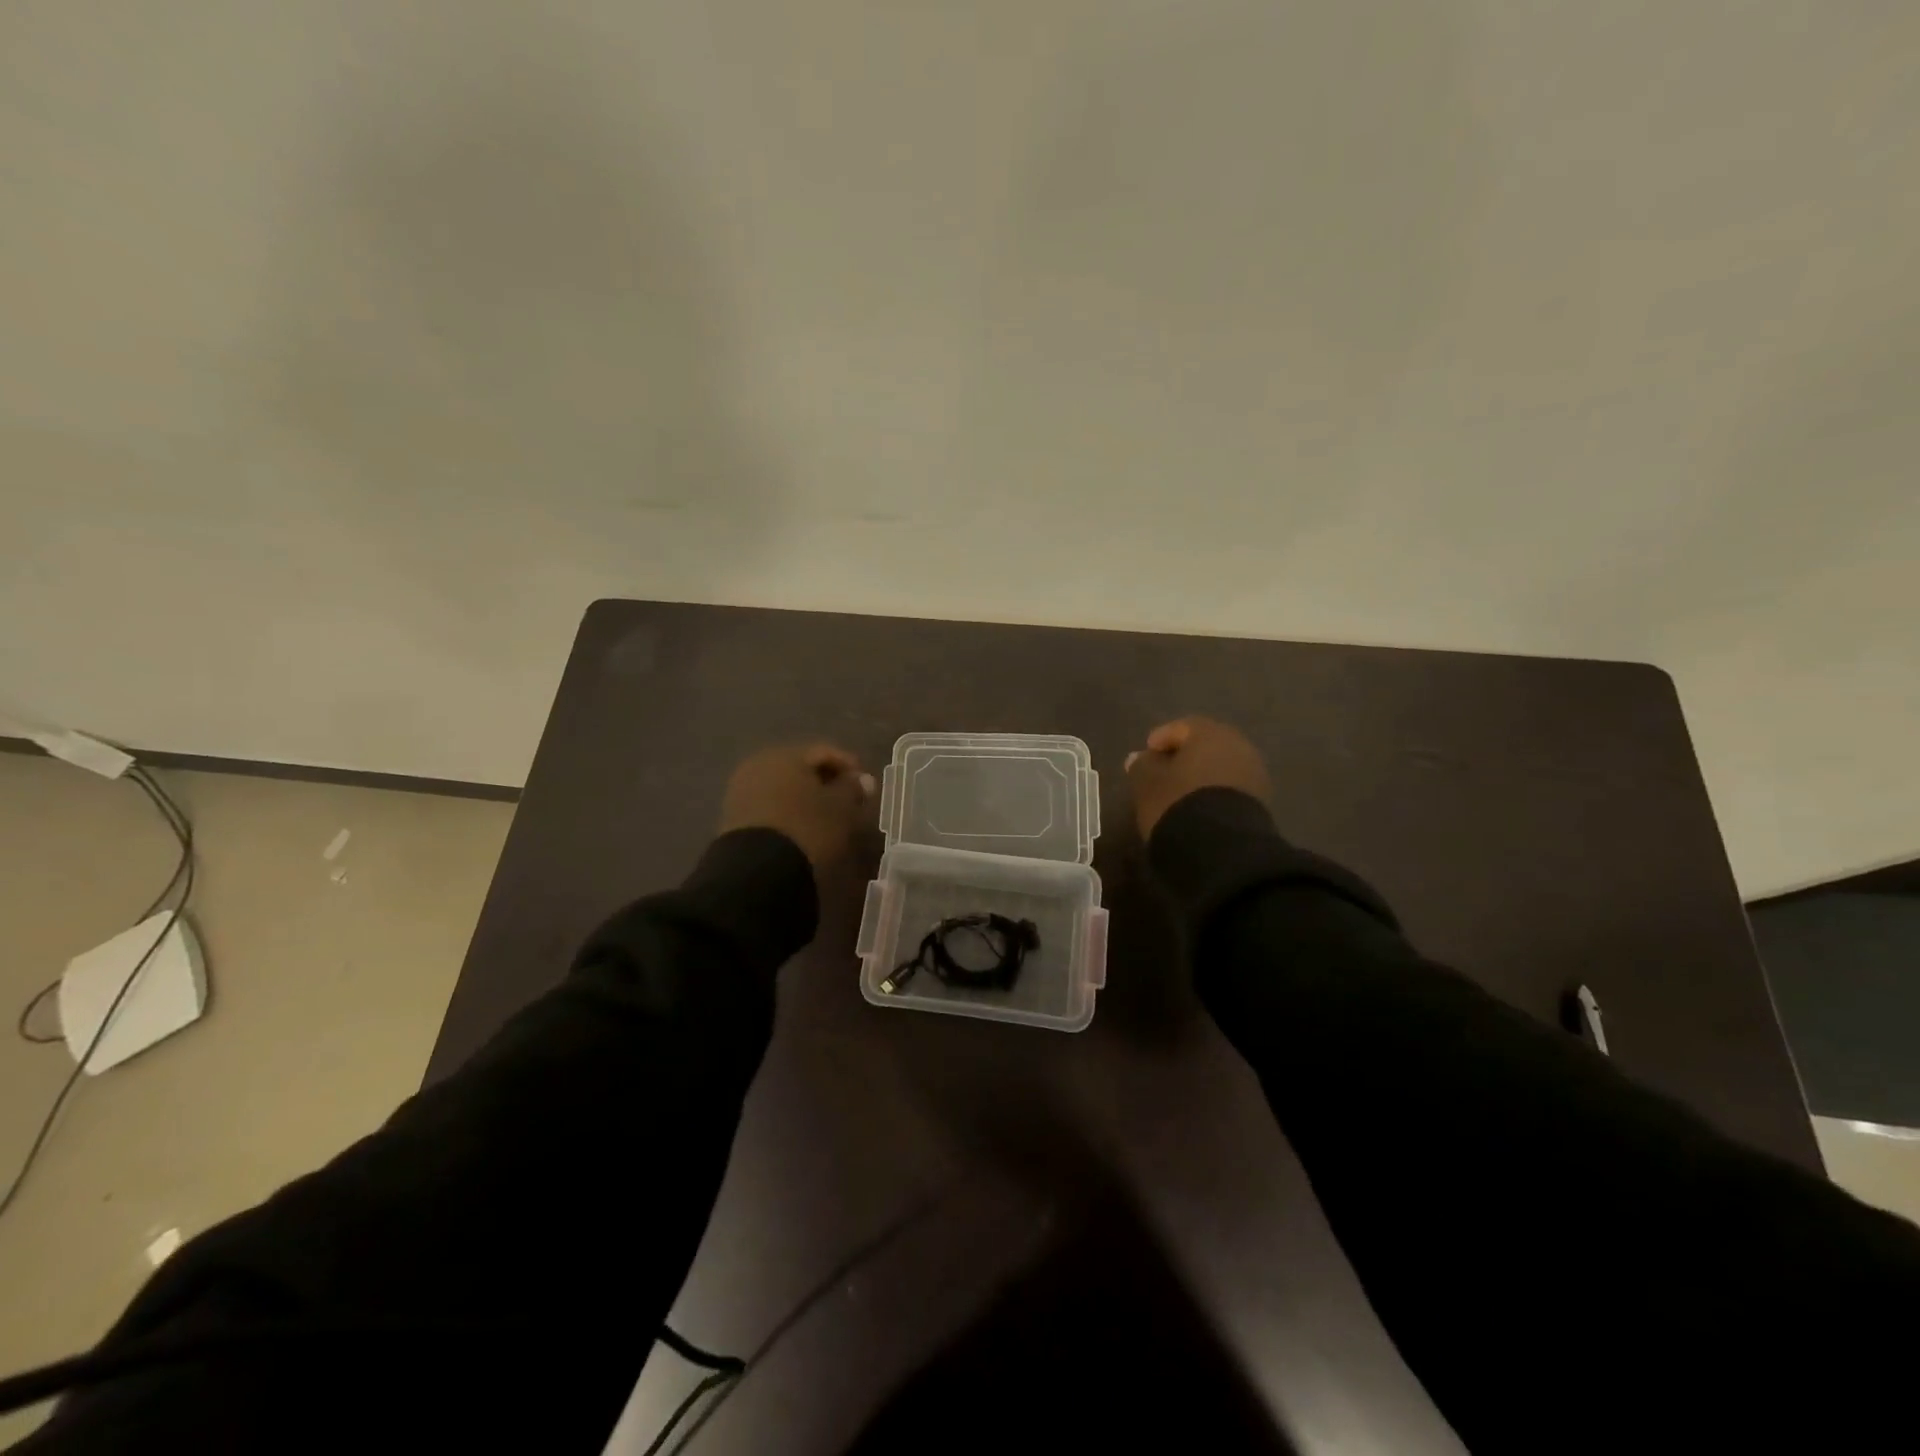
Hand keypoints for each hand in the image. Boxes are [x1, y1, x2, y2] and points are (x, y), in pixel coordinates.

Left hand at [719, 744, 874, 869]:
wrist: (758, 870)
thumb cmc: (808, 828)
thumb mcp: (841, 808)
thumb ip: (852, 789)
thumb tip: (862, 779)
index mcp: (786, 754)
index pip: (825, 751)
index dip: (849, 766)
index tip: (865, 786)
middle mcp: (760, 764)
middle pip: (801, 767)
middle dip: (825, 781)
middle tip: (847, 801)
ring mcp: (742, 789)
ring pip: (784, 786)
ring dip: (806, 797)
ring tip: (826, 817)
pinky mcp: (733, 815)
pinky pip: (770, 804)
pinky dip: (789, 811)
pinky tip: (802, 827)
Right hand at [1124, 716, 1270, 838]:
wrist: (1222, 847)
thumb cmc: (1178, 802)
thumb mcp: (1148, 783)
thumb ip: (1142, 765)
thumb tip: (1139, 757)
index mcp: (1210, 733)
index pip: (1183, 727)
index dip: (1162, 739)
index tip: (1147, 755)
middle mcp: (1238, 746)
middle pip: (1207, 745)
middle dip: (1186, 756)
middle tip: (1164, 772)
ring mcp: (1254, 774)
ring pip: (1222, 766)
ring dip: (1202, 775)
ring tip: (1181, 793)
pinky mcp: (1261, 801)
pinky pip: (1232, 787)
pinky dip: (1216, 792)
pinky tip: (1200, 807)